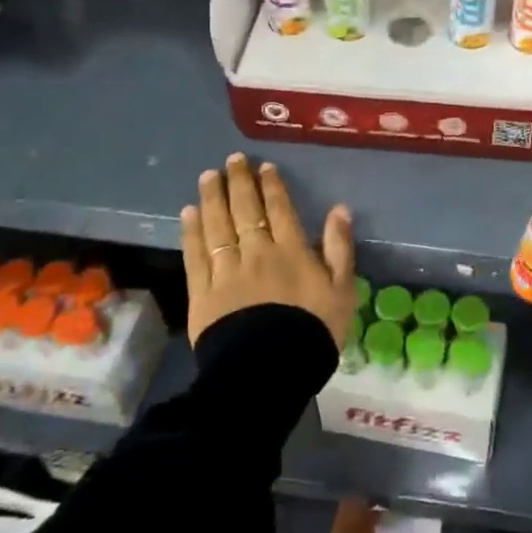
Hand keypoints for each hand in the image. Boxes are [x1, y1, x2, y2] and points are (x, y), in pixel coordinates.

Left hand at [180, 154, 356, 347]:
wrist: (269, 372)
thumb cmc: (312, 332)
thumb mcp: (342, 290)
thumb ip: (340, 248)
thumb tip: (340, 209)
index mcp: (291, 251)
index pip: (279, 210)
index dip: (270, 186)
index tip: (263, 167)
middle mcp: (257, 252)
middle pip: (245, 210)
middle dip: (238, 182)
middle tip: (231, 160)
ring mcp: (227, 271)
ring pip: (217, 226)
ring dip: (212, 198)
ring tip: (207, 176)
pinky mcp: (203, 293)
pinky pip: (196, 255)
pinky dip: (192, 231)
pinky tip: (189, 213)